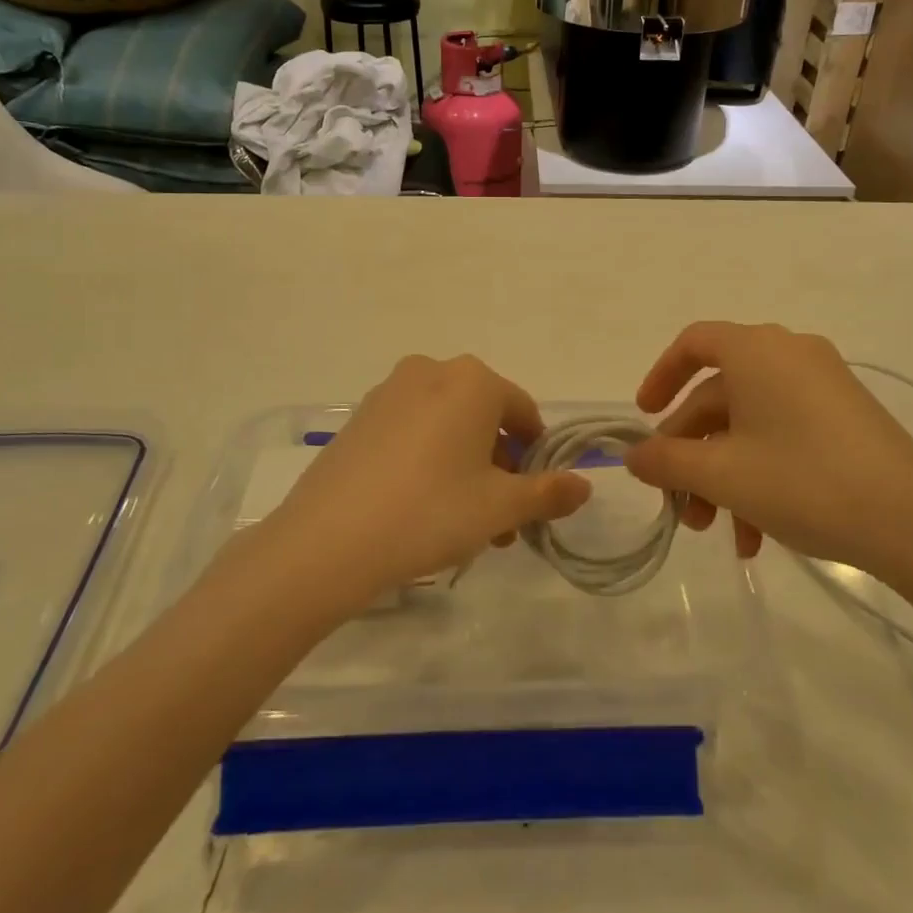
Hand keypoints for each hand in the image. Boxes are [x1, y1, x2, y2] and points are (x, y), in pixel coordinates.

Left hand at [261, 355, 590, 608]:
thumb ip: (548, 492)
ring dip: (466, 468)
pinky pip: (412, 432)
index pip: (523, 412)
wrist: (328, 541)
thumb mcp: (500, 507)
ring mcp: (389, 392)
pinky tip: (420, 508)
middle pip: (484, 419)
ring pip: (447, 427)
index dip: (536, 456)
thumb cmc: (431, 512)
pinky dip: (428, 461)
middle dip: (500, 468)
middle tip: (500, 522)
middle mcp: (431, 371)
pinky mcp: (359, 418)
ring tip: (464, 524)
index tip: (533, 498)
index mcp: (473, 380)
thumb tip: (585, 484)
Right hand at [625, 322, 912, 598]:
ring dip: (724, 475)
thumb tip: (633, 456)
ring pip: (750, 424)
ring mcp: (823, 386)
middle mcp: (789, 355)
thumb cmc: (804, 482)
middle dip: (692, 453)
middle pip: (719, 395)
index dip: (660, 377)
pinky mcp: (846, 417)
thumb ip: (666, 462)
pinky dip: (761, 474)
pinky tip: (757, 534)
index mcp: (757, 351)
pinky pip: (784, 435)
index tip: (644, 418)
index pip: (693, 343)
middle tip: (681, 506)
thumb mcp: (723, 475)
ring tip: (719, 533)